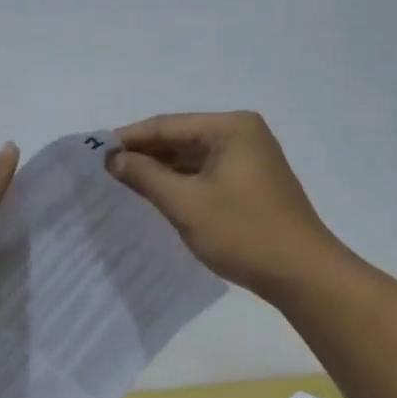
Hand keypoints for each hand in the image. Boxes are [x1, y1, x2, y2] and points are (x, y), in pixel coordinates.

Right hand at [108, 112, 342, 298]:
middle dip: (145, 155)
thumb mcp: (186, 204)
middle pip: (182, 138)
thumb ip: (145, 176)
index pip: (167, 125)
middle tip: (106, 173)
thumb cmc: (242, 232)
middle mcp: (243, 134)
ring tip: (126, 185)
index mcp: (230, 127)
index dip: (129, 139)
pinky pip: (208, 174)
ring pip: (194, 158)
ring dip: (163, 171)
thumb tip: (113, 158)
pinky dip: (183, 183)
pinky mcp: (253, 183)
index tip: (95, 155)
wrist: (301, 272)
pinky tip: (160, 197)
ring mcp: (251, 158)